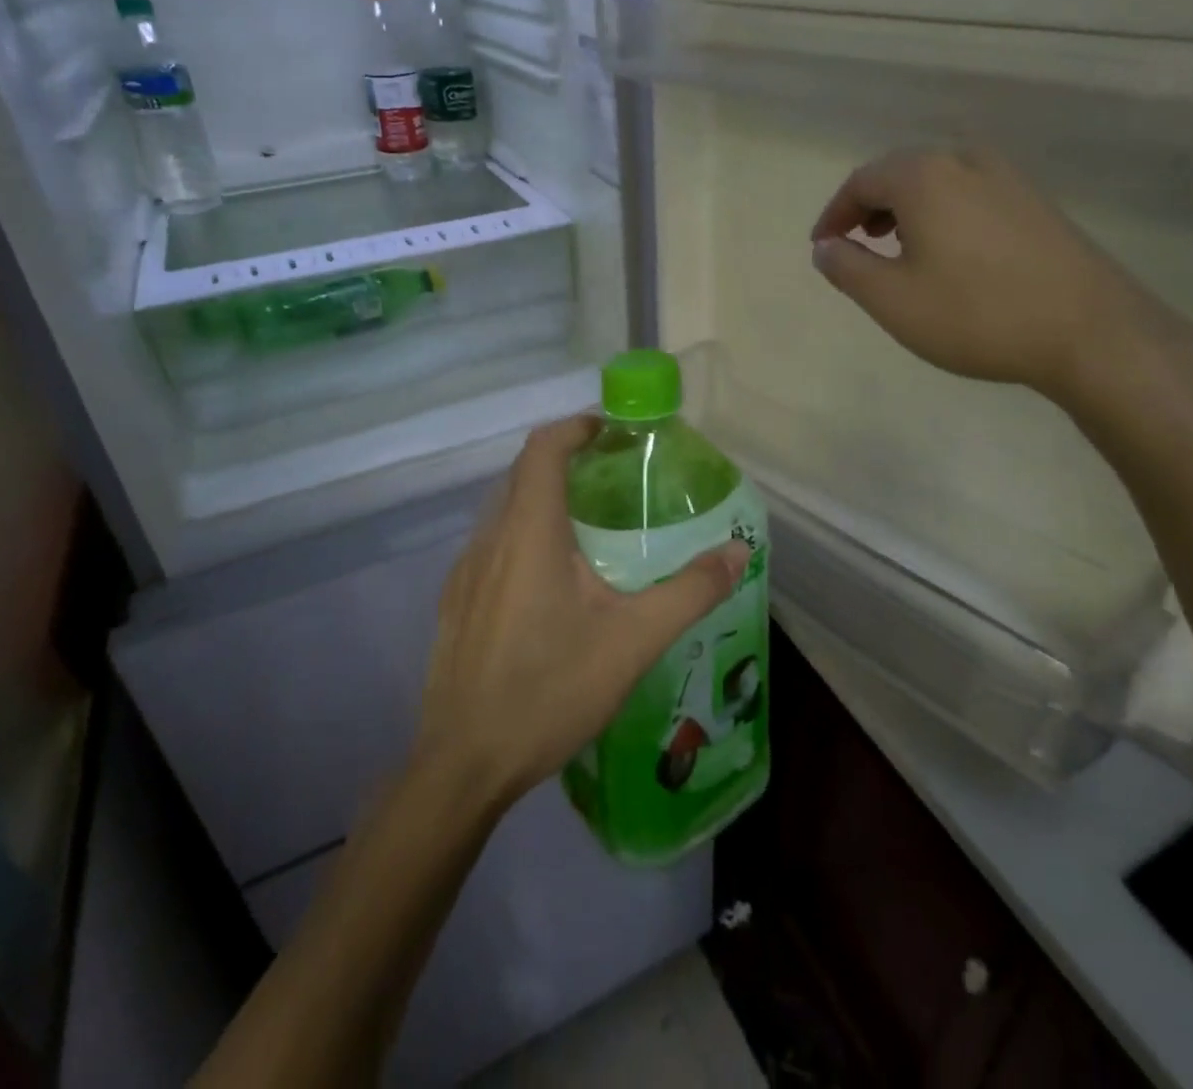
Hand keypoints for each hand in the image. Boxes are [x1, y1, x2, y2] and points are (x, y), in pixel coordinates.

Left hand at [415, 416, 750, 808]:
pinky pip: (492, 549)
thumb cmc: (550, 690)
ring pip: (505, 513)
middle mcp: (489, 539)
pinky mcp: (454, 604)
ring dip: (544, 503)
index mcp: (528, 532)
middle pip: (524, 475)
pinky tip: (551, 588)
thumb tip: (738, 551)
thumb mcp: (633, 641)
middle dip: (567, 463)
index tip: (611, 431)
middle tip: (614, 480)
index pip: (543, 448)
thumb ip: (690, 591)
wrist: (464, 765)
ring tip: (590, 531)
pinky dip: (524, 539)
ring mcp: (464, 573)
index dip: (575, 427)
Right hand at [810, 149, 1183, 402]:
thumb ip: (846, 268)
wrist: (1089, 331)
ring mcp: (1008, 178)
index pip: (861, 181)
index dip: (834, 214)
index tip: (822, 247)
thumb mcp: (891, 300)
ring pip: (938, 182)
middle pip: (900, 173)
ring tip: (897, 250)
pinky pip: (970, 194)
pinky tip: (948, 253)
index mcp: (924, 177)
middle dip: (869, 208)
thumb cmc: (975, 314)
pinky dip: (942, 214)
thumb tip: (825, 247)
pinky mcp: (1036, 202)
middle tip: (855, 245)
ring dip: (906, 210)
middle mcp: (965, 161)